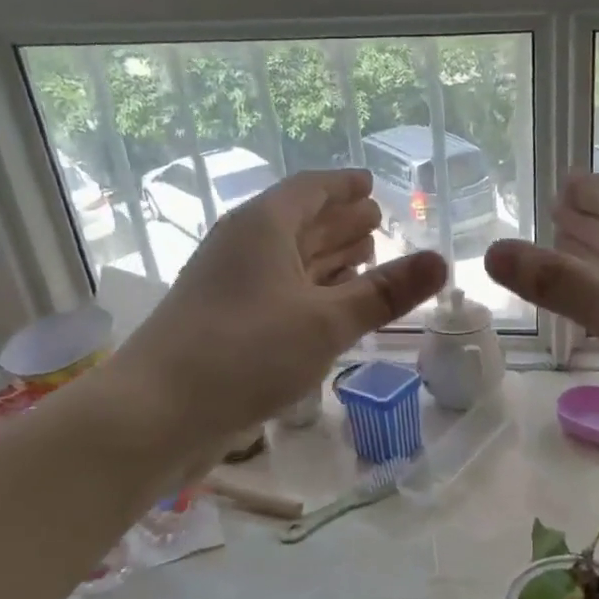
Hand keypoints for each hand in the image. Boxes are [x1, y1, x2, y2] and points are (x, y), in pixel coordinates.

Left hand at [104, 169, 446, 455]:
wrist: (157, 413)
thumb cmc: (246, 352)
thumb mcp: (327, 321)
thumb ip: (385, 292)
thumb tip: (441, 260)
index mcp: (263, 227)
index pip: (310, 189)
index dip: (344, 185)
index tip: (371, 185)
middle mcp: (244, 248)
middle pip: (300, 222)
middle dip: (340, 221)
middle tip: (378, 220)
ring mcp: (232, 287)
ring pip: (289, 260)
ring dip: (326, 256)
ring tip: (363, 255)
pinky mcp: (227, 324)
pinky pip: (280, 292)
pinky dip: (310, 290)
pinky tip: (329, 305)